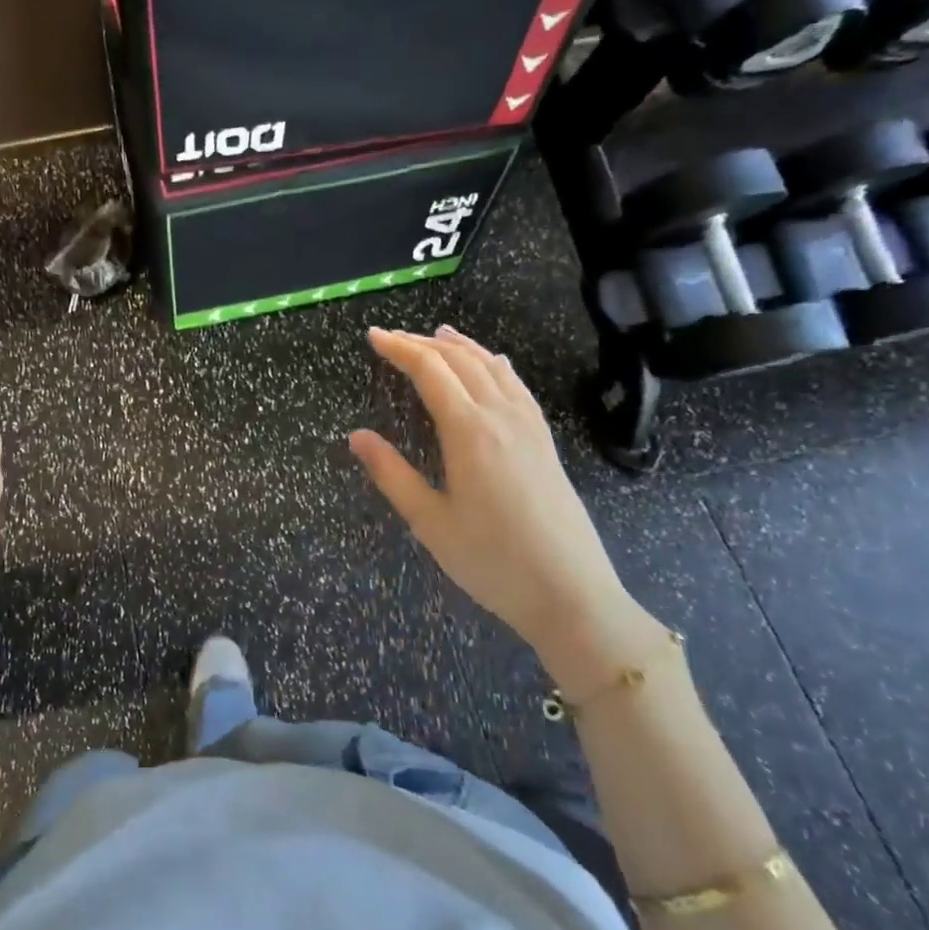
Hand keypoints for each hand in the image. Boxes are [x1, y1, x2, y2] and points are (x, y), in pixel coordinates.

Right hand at [350, 326, 640, 665]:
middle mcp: (501, 417)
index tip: (373, 337)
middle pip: (460, 361)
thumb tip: (356, 436)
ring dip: (461, 346)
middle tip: (392, 337)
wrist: (572, 595)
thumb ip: (391, 474)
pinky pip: (517, 386)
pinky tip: (493, 364)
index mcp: (469, 431)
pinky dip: (495, 364)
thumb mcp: (430, 522)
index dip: (399, 349)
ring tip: (437, 334)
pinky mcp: (545, 442)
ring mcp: (529, 427)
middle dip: (423, 343)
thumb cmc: (492, 561)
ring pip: (492, 367)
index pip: (430, 371)